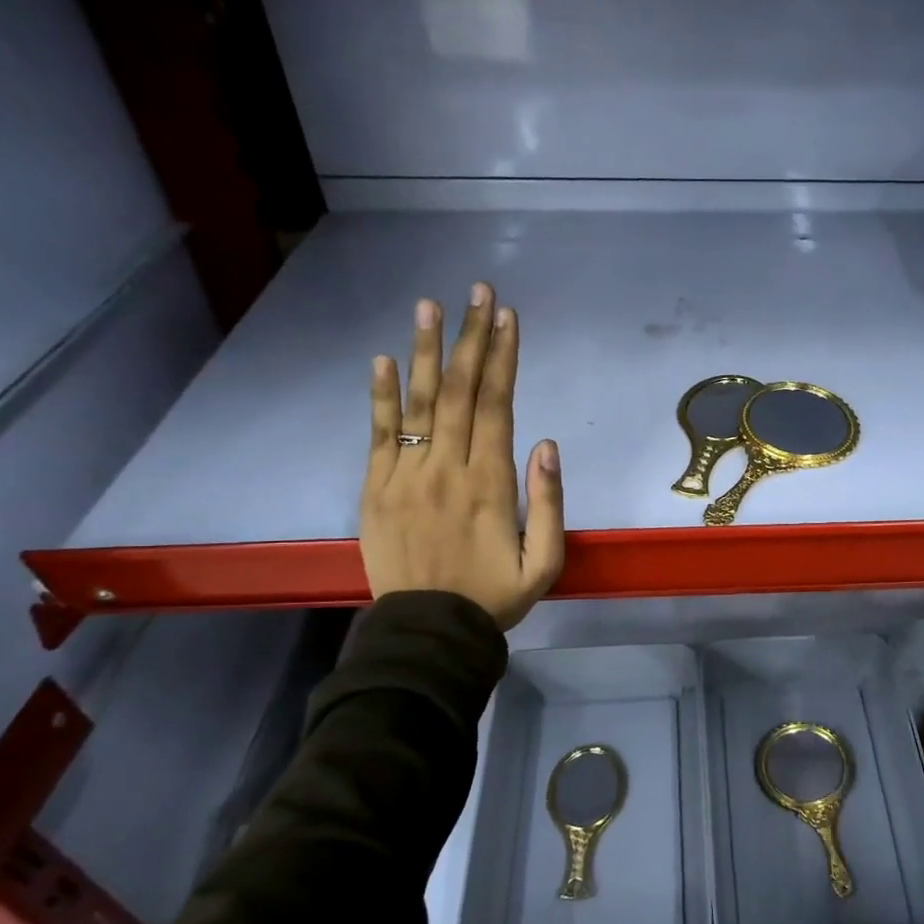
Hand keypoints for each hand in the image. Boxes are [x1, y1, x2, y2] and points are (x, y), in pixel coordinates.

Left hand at [361, 282, 564, 628]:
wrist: (428, 632)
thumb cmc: (493, 597)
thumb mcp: (544, 563)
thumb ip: (549, 503)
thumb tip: (547, 444)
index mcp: (490, 484)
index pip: (496, 406)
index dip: (503, 358)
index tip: (508, 318)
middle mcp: (446, 468)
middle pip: (458, 391)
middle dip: (471, 338)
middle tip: (477, 292)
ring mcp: (405, 476)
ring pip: (416, 403)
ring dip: (424, 351)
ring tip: (429, 305)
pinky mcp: (375, 490)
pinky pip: (377, 435)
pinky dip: (379, 396)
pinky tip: (382, 359)